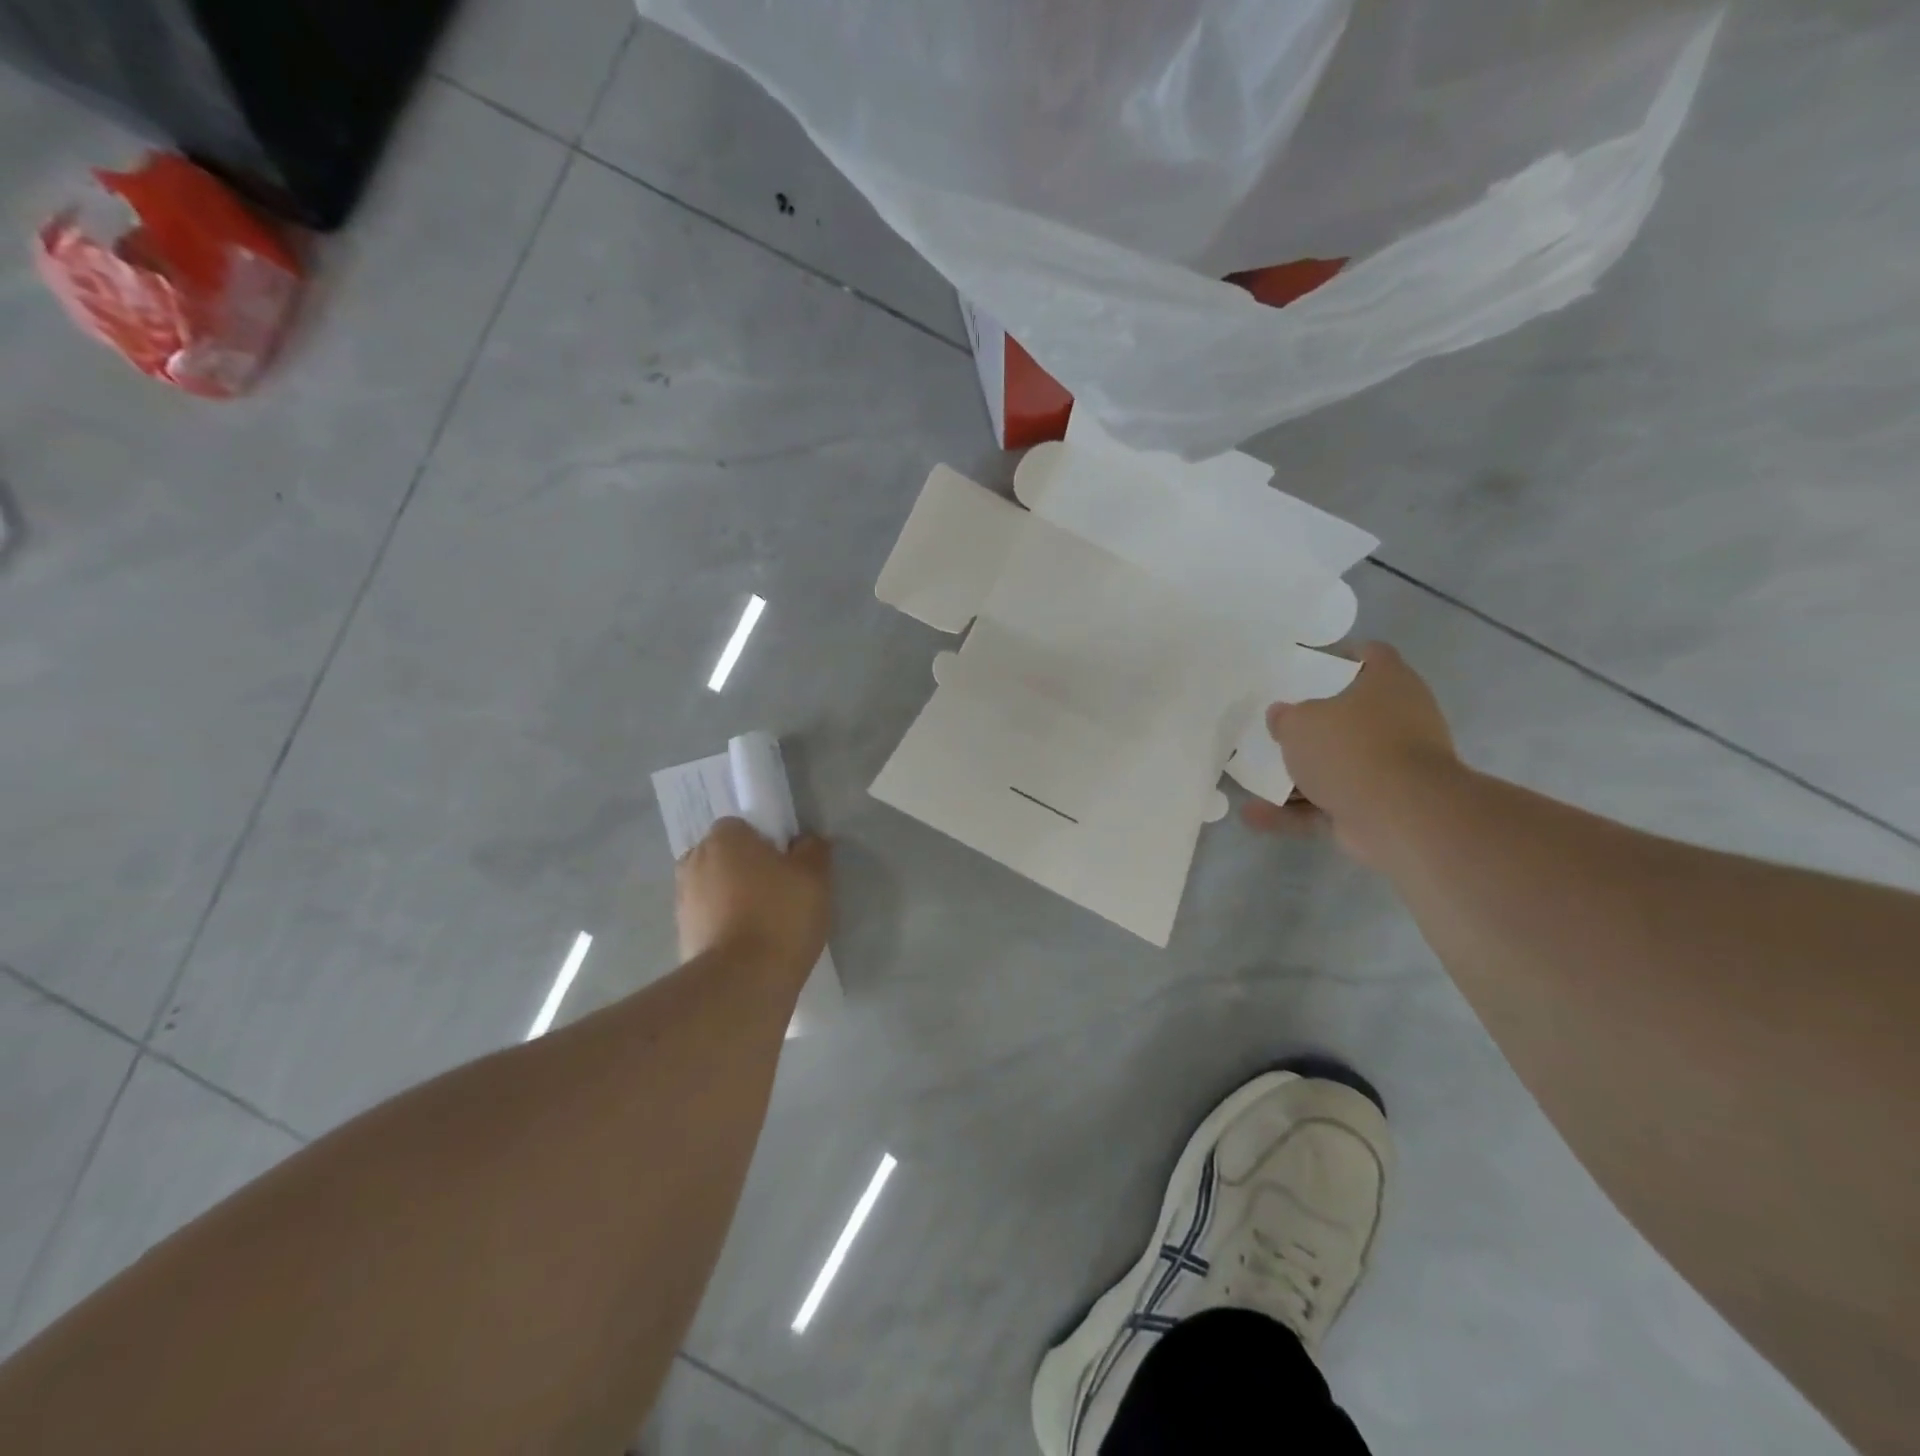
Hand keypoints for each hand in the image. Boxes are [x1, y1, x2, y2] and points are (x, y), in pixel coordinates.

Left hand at [676, 818, 831, 975]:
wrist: (742, 982)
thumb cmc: (780, 915)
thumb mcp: (815, 876)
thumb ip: (813, 849)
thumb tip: (805, 841)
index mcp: (723, 838)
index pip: (742, 826)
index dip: (765, 842)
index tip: (786, 864)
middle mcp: (694, 861)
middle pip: (724, 856)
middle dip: (745, 868)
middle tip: (777, 891)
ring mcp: (683, 901)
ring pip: (714, 888)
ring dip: (733, 898)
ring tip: (764, 923)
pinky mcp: (681, 936)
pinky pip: (709, 920)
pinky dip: (725, 926)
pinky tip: (750, 945)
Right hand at [1245, 642, 1458, 865]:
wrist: (1400, 815)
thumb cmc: (1351, 747)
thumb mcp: (1300, 722)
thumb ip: (1285, 717)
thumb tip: (1282, 715)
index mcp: (1389, 683)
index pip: (1370, 655)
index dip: (1342, 654)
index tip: (1308, 663)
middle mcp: (1399, 720)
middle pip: (1352, 714)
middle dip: (1315, 723)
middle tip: (1278, 721)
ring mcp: (1391, 768)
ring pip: (1338, 764)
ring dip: (1299, 773)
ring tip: (1253, 775)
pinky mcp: (1380, 807)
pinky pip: (1329, 804)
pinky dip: (1296, 810)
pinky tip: (1254, 814)